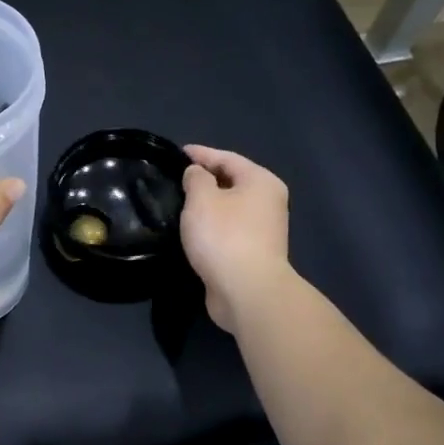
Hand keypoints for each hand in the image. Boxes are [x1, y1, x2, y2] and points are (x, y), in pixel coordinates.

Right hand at [180, 145, 293, 333]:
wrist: (248, 292)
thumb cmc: (224, 236)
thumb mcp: (202, 199)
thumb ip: (196, 178)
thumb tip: (197, 174)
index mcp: (261, 181)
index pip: (226, 158)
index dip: (200, 154)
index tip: (176, 153)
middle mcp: (268, 202)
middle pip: (231, 181)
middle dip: (204, 178)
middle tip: (175, 178)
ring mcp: (263, 229)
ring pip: (229, 207)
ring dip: (207, 204)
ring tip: (179, 202)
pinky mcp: (254, 253)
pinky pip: (228, 229)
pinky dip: (211, 225)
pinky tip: (192, 229)